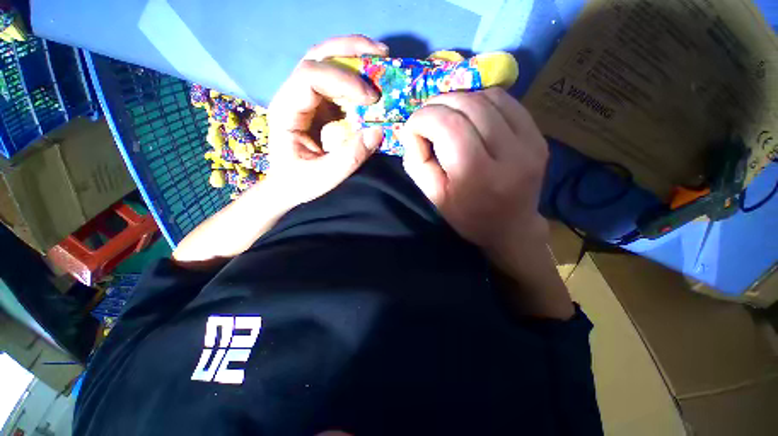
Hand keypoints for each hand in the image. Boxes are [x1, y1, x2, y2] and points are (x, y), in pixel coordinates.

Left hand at [267, 35, 386, 205]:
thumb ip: (350, 157)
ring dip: (355, 56)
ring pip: (327, 63)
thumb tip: (378, 132)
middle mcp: (294, 97)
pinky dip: (357, 77)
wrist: (287, 186)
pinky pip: (338, 83)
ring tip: (382, 58)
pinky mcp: (320, 107)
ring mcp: (307, 99)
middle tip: (382, 53)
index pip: (310, 76)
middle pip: (317, 57)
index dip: (343, 80)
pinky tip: (372, 80)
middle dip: (350, 50)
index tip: (371, 98)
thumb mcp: (324, 177)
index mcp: (286, 111)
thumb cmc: (299, 182)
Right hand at [399, 89, 572, 318]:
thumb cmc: (468, 217)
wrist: (511, 227)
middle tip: (426, 118)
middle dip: (438, 104)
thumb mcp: (434, 196)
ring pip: (488, 97)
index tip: (412, 129)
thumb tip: (413, 131)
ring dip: (459, 99)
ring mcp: (530, 142)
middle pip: (469, 105)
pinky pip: (507, 101)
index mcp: (477, 175)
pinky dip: (481, 100)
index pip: (447, 126)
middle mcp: (509, 154)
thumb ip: (417, 162)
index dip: (422, 118)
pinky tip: (470, 114)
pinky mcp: (538, 136)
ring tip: (446, 115)